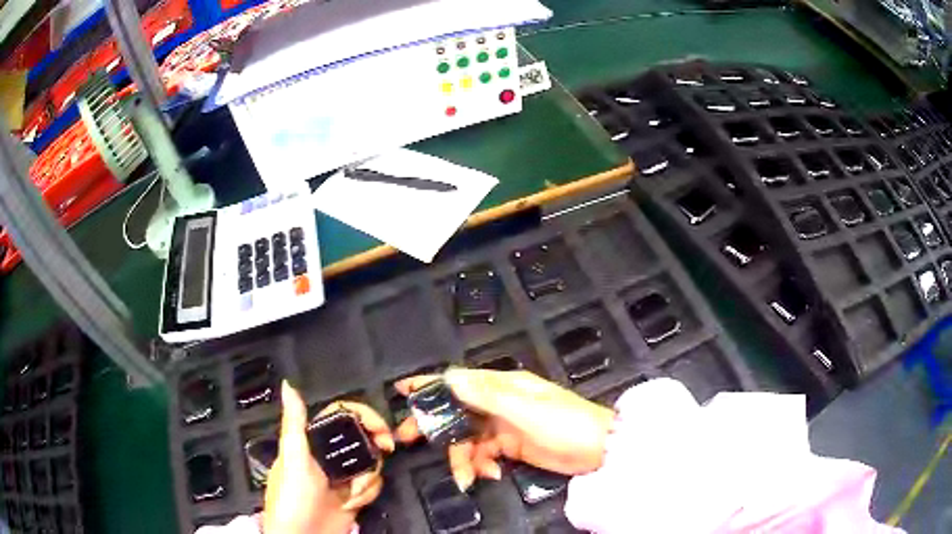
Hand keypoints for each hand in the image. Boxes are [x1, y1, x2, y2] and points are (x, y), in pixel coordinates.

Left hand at [264, 382, 394, 533]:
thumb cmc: (293, 496)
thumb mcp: (292, 458)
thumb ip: (294, 422)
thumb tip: (287, 383)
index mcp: (312, 441)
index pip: (341, 416)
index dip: (364, 415)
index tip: (381, 426)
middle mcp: (330, 455)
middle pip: (363, 438)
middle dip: (376, 444)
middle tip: (387, 449)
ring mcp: (343, 476)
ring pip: (371, 463)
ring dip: (367, 479)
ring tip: (351, 494)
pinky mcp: (355, 495)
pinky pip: (373, 485)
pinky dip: (367, 494)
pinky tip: (352, 504)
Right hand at [395, 369, 612, 490]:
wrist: (598, 451)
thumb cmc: (565, 424)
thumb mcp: (525, 409)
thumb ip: (486, 395)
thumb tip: (451, 377)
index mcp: (503, 386)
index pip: (459, 380)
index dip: (430, 384)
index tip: (402, 389)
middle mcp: (499, 403)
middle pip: (456, 411)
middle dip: (434, 425)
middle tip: (408, 439)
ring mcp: (504, 427)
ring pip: (467, 439)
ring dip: (461, 458)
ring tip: (466, 477)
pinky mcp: (510, 447)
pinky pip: (483, 455)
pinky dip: (480, 466)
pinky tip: (490, 475)